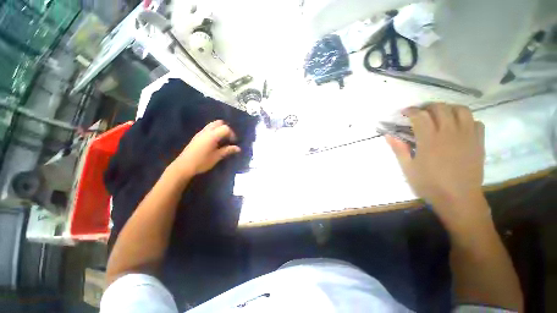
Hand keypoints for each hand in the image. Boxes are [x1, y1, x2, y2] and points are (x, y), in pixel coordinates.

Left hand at [172, 120, 240, 176]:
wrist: (184, 166)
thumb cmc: (202, 162)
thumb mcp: (217, 157)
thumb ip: (227, 150)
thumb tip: (238, 148)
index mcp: (212, 136)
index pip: (225, 128)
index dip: (232, 134)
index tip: (233, 142)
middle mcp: (206, 131)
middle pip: (219, 123)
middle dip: (226, 129)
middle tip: (228, 138)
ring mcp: (200, 133)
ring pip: (212, 125)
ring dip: (220, 130)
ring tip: (222, 140)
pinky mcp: (197, 136)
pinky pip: (208, 129)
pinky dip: (214, 132)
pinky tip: (215, 142)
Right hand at [386, 103, 486, 222]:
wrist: (459, 199)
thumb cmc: (429, 184)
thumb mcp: (408, 168)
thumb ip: (399, 149)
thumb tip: (388, 135)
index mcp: (430, 140)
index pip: (420, 116)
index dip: (411, 111)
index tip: (405, 112)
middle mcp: (450, 133)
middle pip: (441, 108)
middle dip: (428, 107)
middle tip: (421, 113)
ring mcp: (467, 137)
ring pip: (461, 110)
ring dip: (449, 109)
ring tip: (441, 116)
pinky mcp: (478, 143)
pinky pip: (476, 122)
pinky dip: (466, 120)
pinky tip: (459, 127)